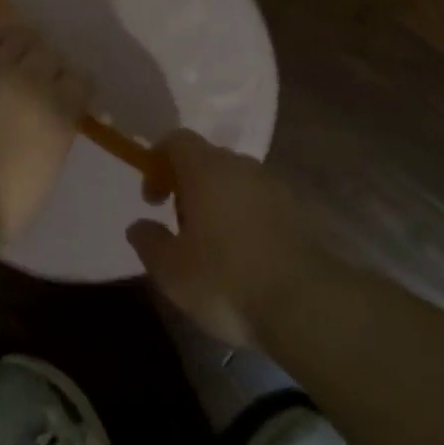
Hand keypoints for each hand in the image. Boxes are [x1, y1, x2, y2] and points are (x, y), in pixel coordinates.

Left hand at [0, 24, 89, 247]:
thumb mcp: (42, 179)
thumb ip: (50, 145)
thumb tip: (45, 133)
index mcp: (60, 115)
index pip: (81, 81)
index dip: (77, 85)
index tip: (72, 95)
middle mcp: (32, 84)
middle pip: (50, 55)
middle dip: (51, 64)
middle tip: (43, 77)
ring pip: (20, 39)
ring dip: (26, 43)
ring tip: (23, 49)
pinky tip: (0, 34)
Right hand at [127, 130, 328, 346]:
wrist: (305, 305)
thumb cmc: (225, 281)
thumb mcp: (171, 270)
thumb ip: (149, 241)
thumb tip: (139, 225)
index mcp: (207, 169)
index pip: (177, 140)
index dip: (158, 162)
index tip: (153, 200)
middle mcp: (242, 167)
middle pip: (207, 159)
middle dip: (188, 185)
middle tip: (181, 227)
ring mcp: (274, 186)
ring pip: (236, 181)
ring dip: (218, 201)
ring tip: (213, 246)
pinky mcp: (297, 211)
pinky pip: (259, 201)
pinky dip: (245, 217)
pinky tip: (243, 256)